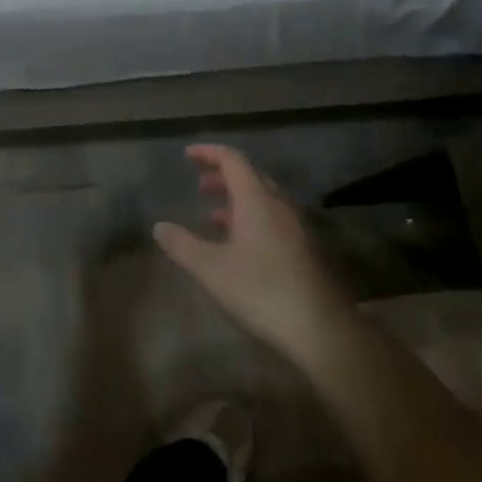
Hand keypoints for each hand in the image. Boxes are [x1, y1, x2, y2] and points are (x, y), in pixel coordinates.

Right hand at [154, 145, 361, 373]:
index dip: (209, 153)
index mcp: (256, 199)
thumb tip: (159, 227)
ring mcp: (296, 227)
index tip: (187, 155)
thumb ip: (183, 245)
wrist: (321, 329)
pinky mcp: (304, 249)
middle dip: (223, 176)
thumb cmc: (261, 290)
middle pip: (250, 176)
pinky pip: (273, 219)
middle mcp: (279, 204)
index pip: (232, 160)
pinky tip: (239, 246)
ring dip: (237, 200)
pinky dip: (251, 218)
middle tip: (199, 184)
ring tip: (213, 215)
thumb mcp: (211, 269)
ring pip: (263, 199)